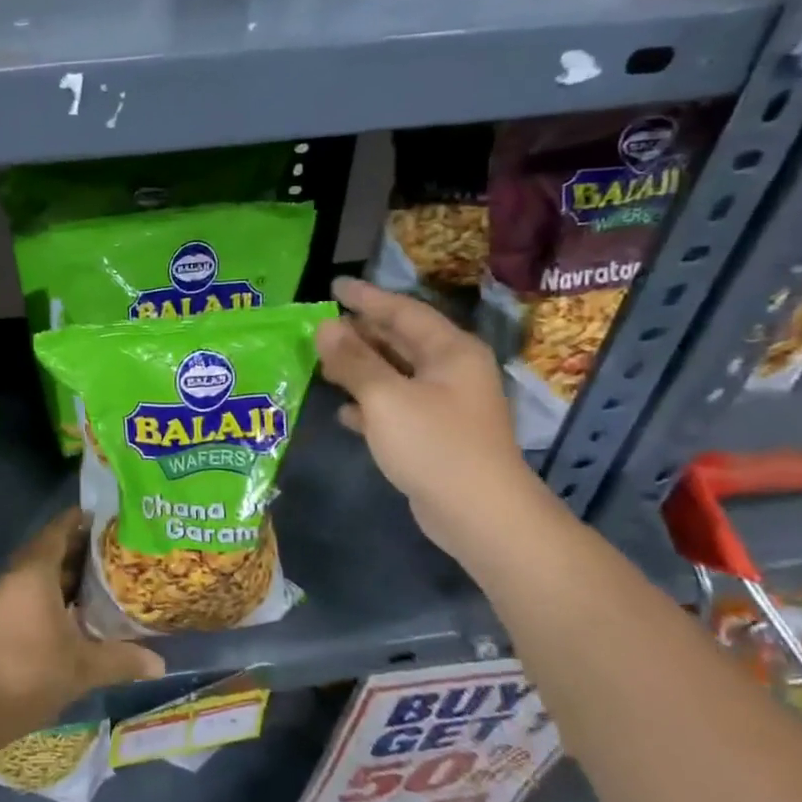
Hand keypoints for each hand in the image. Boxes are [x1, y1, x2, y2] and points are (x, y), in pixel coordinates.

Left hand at [0, 507, 165, 748]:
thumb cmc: (29, 675)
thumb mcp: (83, 667)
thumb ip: (122, 659)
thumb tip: (161, 663)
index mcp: (34, 572)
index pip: (59, 530)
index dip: (82, 521)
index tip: (108, 519)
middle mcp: (14, 575)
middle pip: (48, 549)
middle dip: (79, 549)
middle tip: (114, 551)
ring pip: (36, 573)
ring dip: (64, 574)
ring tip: (99, 579)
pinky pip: (25, 591)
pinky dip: (48, 592)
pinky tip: (72, 612)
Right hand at [314, 277, 548, 559]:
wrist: (479, 515)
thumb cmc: (435, 445)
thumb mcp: (386, 397)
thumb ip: (353, 360)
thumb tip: (324, 326)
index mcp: (450, 351)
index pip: (403, 312)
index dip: (366, 298)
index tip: (334, 286)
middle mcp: (451, 371)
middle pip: (400, 341)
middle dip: (361, 333)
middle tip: (322, 325)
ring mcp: (445, 405)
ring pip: (395, 374)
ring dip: (360, 368)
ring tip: (323, 362)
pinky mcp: (434, 436)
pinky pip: (395, 407)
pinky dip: (370, 404)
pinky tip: (343, 411)